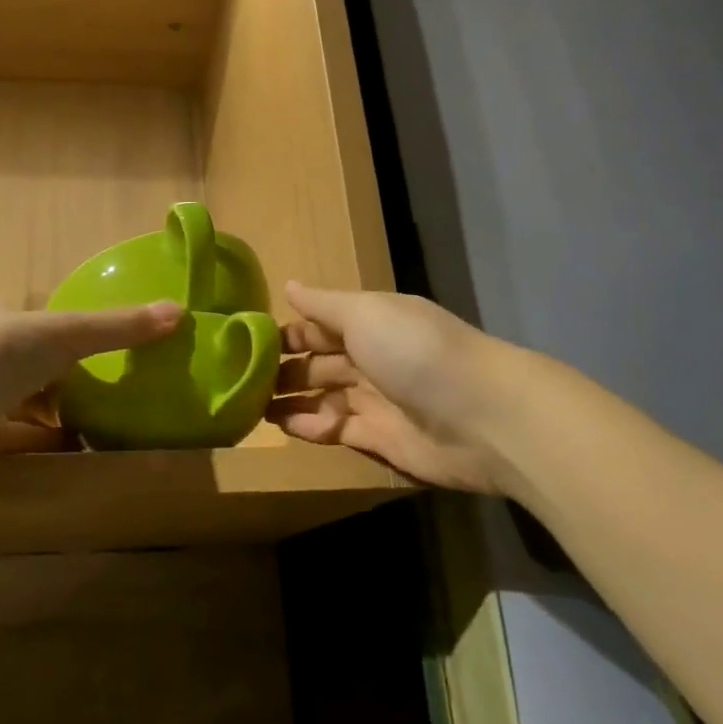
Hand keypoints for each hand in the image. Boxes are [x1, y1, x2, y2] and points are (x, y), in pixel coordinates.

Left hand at [0, 293, 182, 483]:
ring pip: (8, 401)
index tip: (87, 357)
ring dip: (41, 414)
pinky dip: (28, 442)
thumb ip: (117, 327)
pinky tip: (58, 453)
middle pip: (18, 362)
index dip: (59, 336)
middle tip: (92, 396)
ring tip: (83, 428)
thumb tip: (180, 312)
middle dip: (52, 380)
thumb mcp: (64, 334)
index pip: (27, 321)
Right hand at [267, 282, 518, 493]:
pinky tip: (283, 425)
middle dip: (283, 368)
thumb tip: (288, 285)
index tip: (247, 342)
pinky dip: (310, 426)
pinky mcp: (380, 438)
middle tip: (241, 379)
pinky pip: (336, 429)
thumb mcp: (365, 313)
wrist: (481, 416)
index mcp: (370, 321)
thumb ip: (323, 304)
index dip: (287, 332)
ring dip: (290, 399)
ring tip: (251, 406)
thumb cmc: (415, 350)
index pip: (320, 324)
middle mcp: (372, 357)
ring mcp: (377, 399)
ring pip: (323, 396)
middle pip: (319, 362)